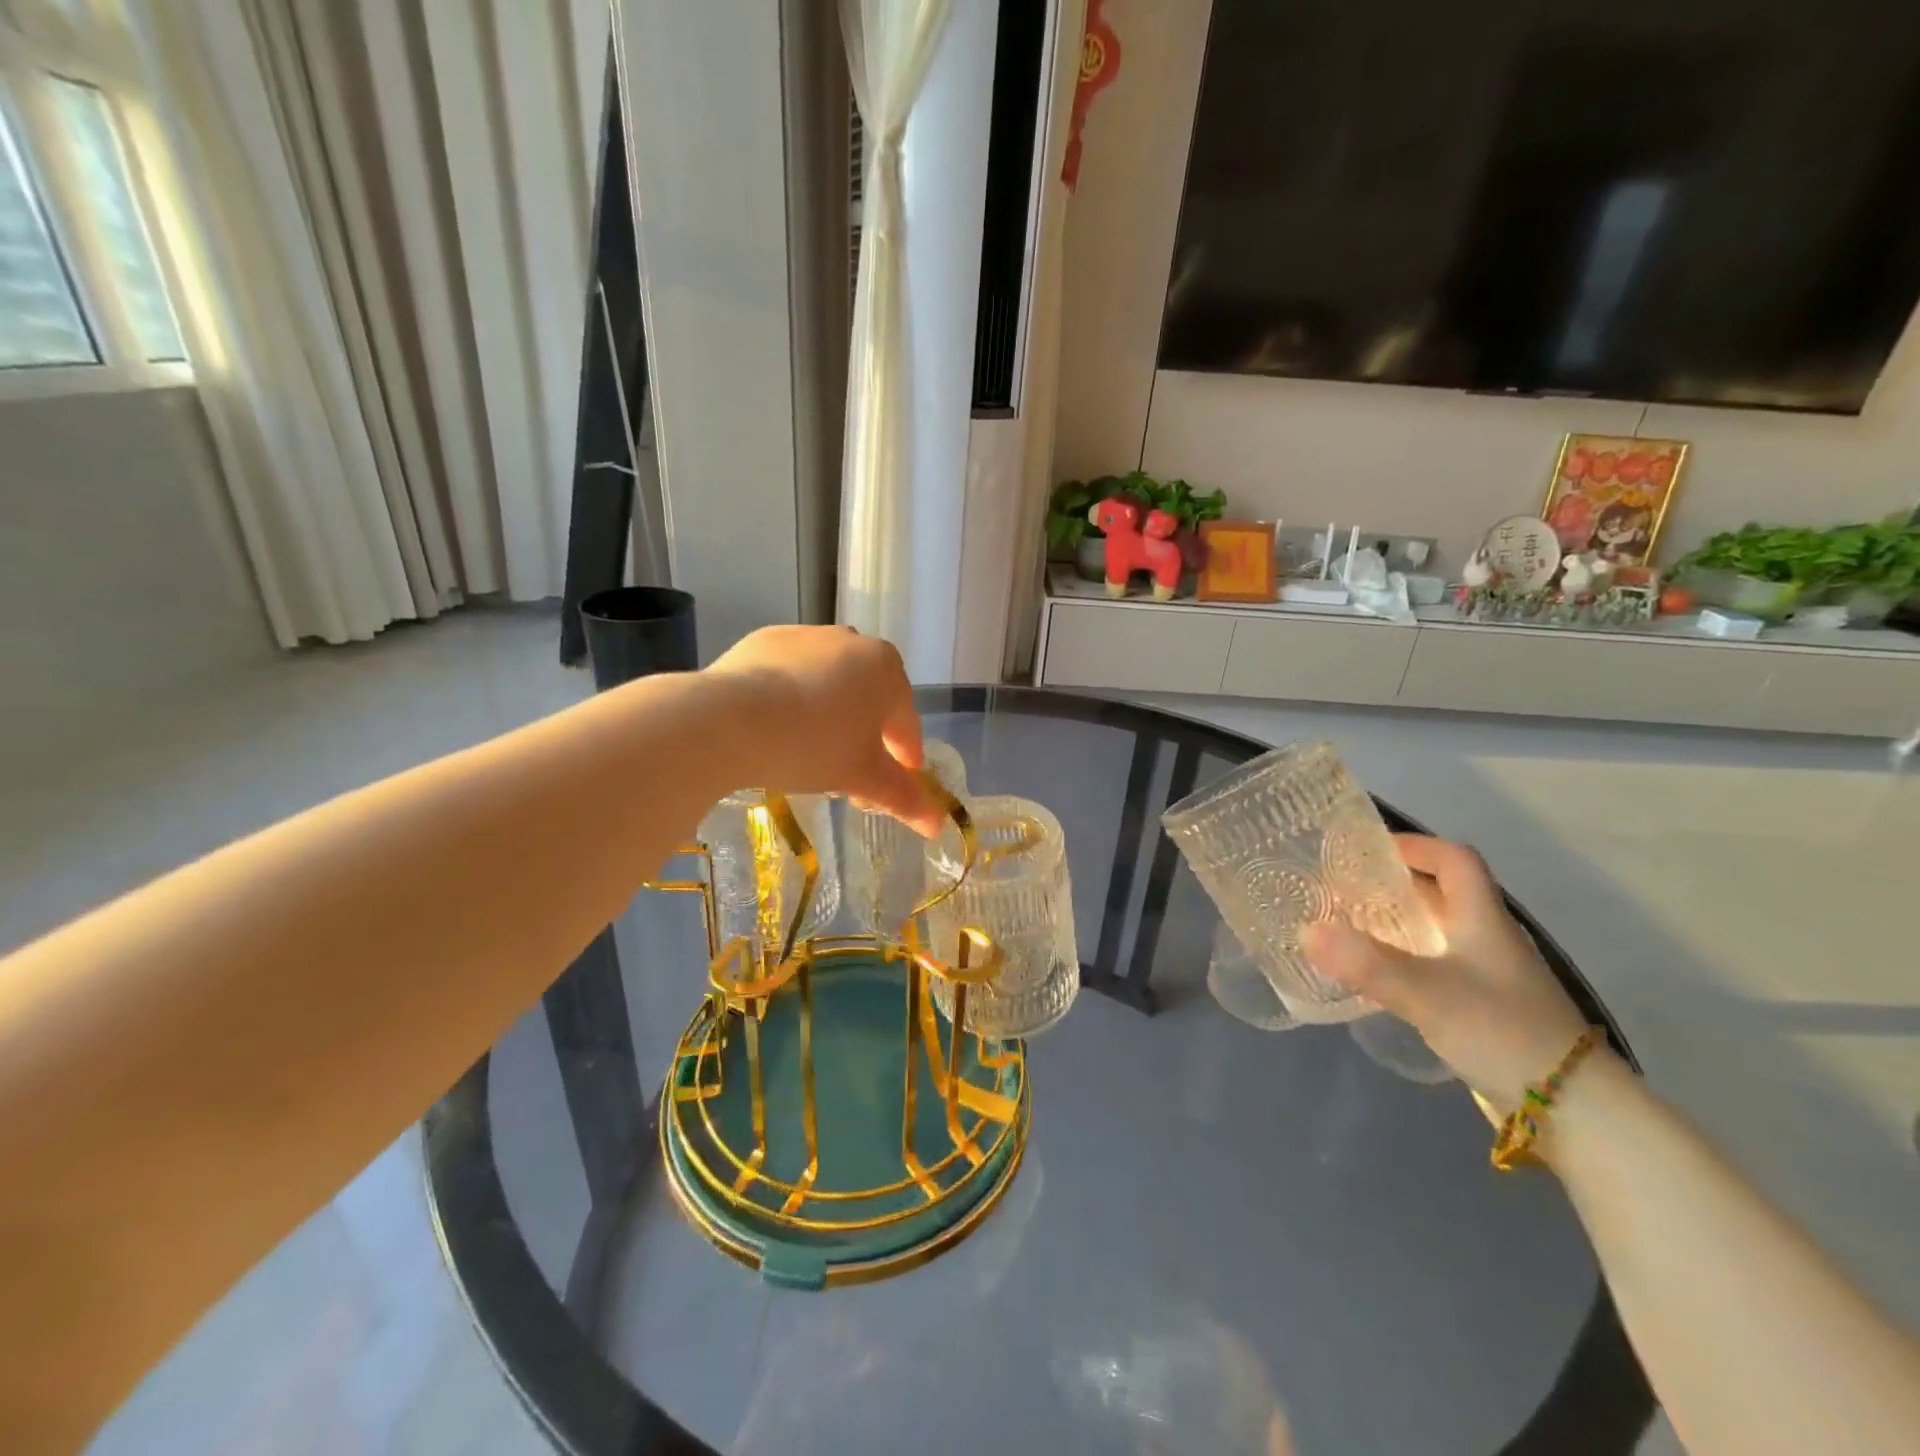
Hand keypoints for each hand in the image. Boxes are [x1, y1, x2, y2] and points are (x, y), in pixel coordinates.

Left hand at [704, 625, 941, 834]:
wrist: (730, 718)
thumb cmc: (813, 746)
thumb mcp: (862, 777)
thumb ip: (904, 798)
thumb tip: (938, 825)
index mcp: (887, 669)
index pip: (906, 721)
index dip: (906, 753)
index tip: (902, 776)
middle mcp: (853, 641)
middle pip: (870, 696)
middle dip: (867, 731)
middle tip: (854, 767)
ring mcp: (808, 635)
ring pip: (832, 680)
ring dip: (832, 710)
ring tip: (813, 746)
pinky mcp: (767, 640)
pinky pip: (793, 672)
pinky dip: (794, 695)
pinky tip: (779, 722)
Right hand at [1303, 836, 1589, 1115]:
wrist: (1576, 1112)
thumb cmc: (1504, 1032)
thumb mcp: (1429, 994)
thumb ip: (1368, 962)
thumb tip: (1307, 930)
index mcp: (1483, 919)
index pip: (1454, 860)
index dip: (1415, 846)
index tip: (1368, 850)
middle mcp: (1489, 939)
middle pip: (1444, 893)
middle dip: (1395, 884)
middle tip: (1344, 887)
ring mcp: (1491, 975)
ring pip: (1440, 930)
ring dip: (1399, 922)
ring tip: (1350, 925)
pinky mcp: (1486, 1008)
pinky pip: (1438, 965)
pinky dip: (1406, 958)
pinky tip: (1380, 975)